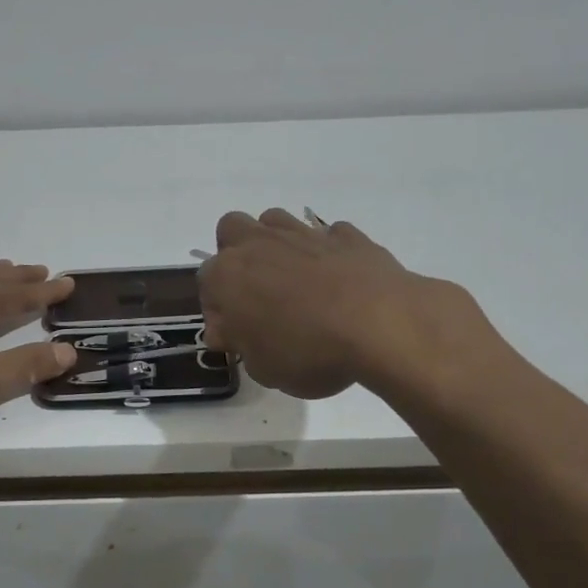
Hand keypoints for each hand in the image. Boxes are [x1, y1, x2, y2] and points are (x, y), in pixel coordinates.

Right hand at [199, 209, 491, 399]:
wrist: (380, 324)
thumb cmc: (307, 351)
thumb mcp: (262, 367)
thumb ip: (239, 343)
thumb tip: (226, 329)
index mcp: (228, 275)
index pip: (206, 281)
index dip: (218, 308)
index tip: (235, 333)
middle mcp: (259, 244)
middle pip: (232, 229)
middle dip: (237, 253)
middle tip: (256, 290)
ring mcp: (304, 234)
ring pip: (275, 220)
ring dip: (277, 243)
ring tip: (294, 280)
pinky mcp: (346, 235)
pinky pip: (327, 234)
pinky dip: (326, 251)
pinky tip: (338, 279)